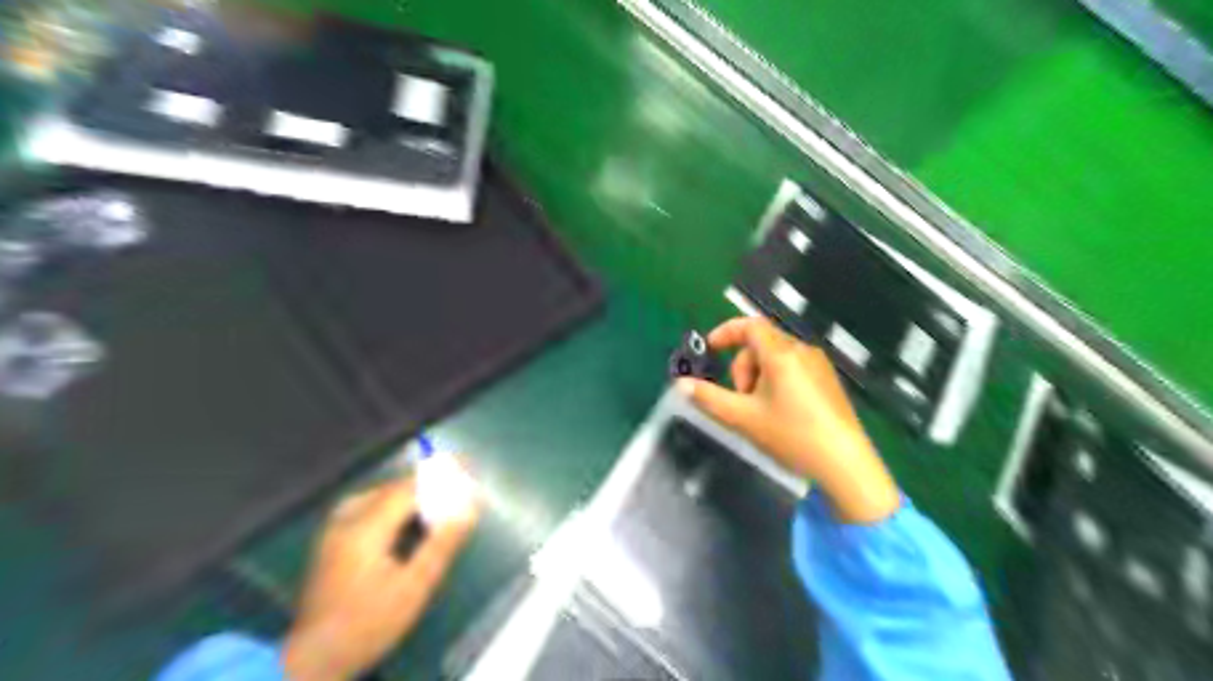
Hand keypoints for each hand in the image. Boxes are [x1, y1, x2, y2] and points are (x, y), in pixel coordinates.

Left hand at [282, 468, 477, 680]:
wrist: (312, 661)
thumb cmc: (368, 624)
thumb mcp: (414, 588)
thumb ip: (442, 544)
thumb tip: (468, 510)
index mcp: (365, 528)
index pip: (408, 488)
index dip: (439, 478)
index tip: (466, 472)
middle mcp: (346, 520)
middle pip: (391, 489)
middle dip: (425, 486)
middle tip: (454, 491)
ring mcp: (333, 531)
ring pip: (376, 496)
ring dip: (406, 496)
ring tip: (433, 504)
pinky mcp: (329, 543)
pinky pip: (363, 508)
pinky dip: (388, 506)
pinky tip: (402, 523)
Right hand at [681, 317, 897, 524]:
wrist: (845, 465)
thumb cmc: (791, 436)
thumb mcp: (743, 418)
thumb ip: (708, 398)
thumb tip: (681, 384)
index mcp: (782, 354)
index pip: (750, 325)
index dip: (726, 332)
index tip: (710, 349)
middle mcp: (802, 351)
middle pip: (761, 344)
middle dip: (742, 367)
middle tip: (740, 399)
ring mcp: (819, 366)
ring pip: (776, 358)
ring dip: (758, 376)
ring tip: (760, 411)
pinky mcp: (829, 381)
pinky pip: (793, 368)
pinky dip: (776, 381)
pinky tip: (781, 413)